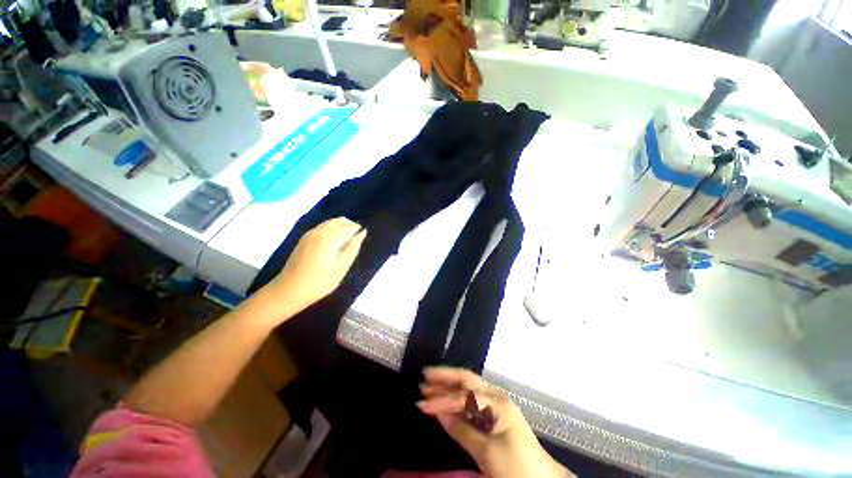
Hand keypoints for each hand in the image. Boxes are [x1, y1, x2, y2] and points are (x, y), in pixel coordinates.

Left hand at [264, 217, 366, 318]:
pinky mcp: (304, 239)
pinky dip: (333, 230)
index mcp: (328, 238)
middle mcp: (318, 231)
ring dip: (341, 228)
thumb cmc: (319, 282)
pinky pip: (323, 227)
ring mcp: (309, 234)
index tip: (363, 239)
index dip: (358, 231)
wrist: (288, 291)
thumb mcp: (341, 267)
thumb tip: (362, 233)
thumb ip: (353, 248)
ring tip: (347, 243)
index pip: (349, 227)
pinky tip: (335, 244)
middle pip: (339, 221)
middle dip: (350, 226)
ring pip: (330, 223)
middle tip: (356, 241)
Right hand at [417, 367, 570, 477]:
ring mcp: (495, 406)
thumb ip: (461, 430)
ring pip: (468, 390)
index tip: (421, 404)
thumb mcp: (487, 452)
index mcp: (497, 403)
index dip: (441, 400)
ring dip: (448, 387)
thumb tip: (438, 413)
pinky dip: (456, 402)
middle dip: (445, 377)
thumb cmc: (516, 468)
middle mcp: (496, 398)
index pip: (464, 396)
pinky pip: (472, 404)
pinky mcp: (494, 417)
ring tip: (428, 385)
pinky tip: (444, 401)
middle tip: (424, 375)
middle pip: (467, 381)